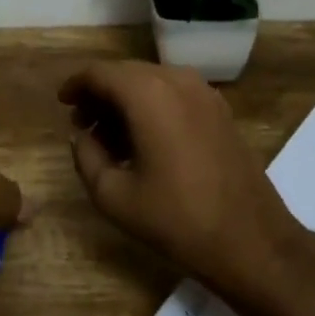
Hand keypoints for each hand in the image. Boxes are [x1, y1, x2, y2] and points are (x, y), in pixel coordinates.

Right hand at [59, 61, 300, 301]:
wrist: (252, 241)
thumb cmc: (177, 219)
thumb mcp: (114, 196)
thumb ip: (86, 157)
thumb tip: (82, 137)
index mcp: (147, 94)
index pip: (100, 73)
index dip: (76, 85)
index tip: (62, 103)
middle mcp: (176, 80)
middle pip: (126, 73)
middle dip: (100, 94)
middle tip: (82, 125)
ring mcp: (204, 93)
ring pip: (151, 83)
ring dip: (126, 102)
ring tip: (110, 138)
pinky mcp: (220, 111)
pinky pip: (175, 94)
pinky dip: (152, 107)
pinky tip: (144, 141)